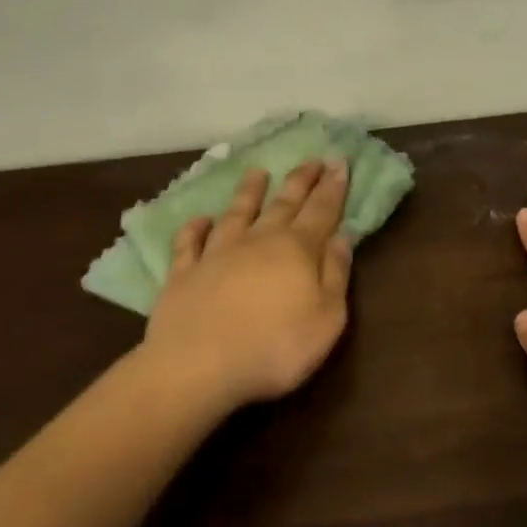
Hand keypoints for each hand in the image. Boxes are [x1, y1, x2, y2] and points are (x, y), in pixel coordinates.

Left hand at [140, 160, 353, 412]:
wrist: (198, 367)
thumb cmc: (275, 347)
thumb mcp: (327, 318)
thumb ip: (336, 274)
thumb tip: (342, 236)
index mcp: (296, 250)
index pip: (322, 210)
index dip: (333, 186)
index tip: (340, 161)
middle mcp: (258, 241)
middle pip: (283, 204)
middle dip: (300, 180)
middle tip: (312, 159)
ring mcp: (217, 254)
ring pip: (236, 213)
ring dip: (249, 192)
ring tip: (258, 172)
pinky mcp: (183, 274)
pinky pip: (189, 243)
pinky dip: (195, 229)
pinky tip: (200, 219)